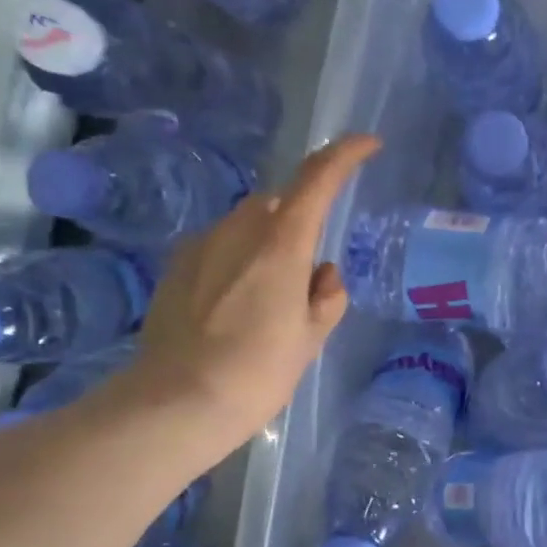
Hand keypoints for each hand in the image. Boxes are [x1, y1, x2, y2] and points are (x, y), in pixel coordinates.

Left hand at [121, 134, 379, 453]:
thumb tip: (323, 274)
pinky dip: (239, 261)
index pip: (317, 179)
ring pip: (248, 224)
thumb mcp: (310, 339)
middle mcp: (238, 231)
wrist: (176, 402)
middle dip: (302, 220)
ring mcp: (201, 246)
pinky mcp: (176, 267)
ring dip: (269, 244)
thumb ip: (326, 297)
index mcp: (281, 244)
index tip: (370, 144)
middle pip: (279, 203)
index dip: (346, 155)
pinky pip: (220, 247)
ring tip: (273, 299)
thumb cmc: (257, 372)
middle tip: (311, 273)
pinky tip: (238, 307)